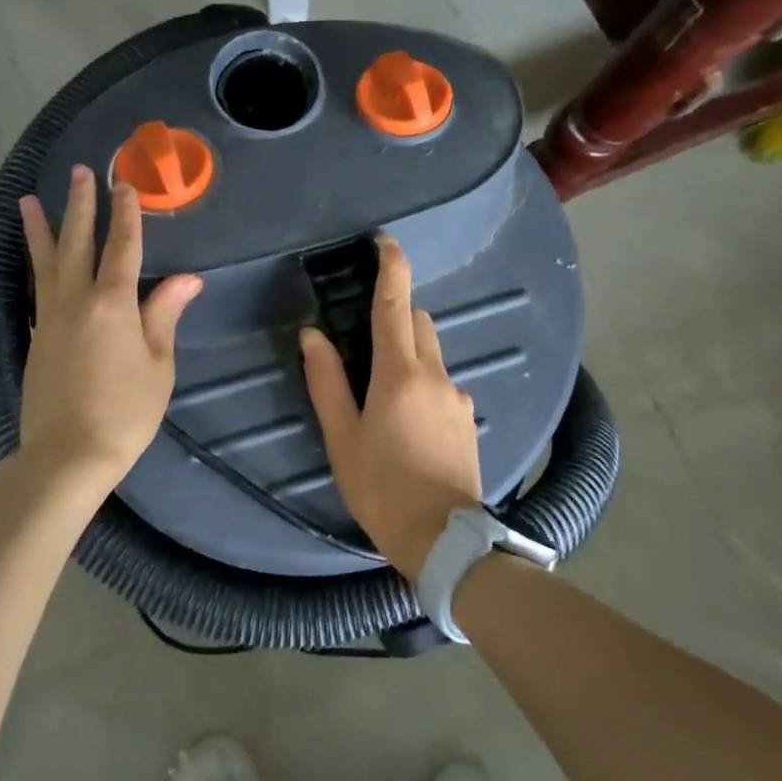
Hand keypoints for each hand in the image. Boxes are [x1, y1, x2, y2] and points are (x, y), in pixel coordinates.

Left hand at [18, 166, 202, 487]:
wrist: (68, 454)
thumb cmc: (125, 411)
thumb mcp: (158, 365)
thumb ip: (164, 315)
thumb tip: (187, 279)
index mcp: (112, 303)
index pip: (122, 247)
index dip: (126, 215)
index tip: (126, 185)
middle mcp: (76, 300)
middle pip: (77, 243)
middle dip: (80, 206)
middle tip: (80, 173)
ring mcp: (51, 318)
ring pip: (45, 262)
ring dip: (41, 228)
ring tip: (29, 200)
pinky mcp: (38, 337)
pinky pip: (37, 288)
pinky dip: (35, 265)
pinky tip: (35, 259)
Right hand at [300, 237, 481, 579]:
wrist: (443, 538)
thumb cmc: (381, 486)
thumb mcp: (342, 436)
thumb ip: (327, 381)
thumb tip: (313, 336)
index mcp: (400, 374)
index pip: (396, 306)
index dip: (392, 269)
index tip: (386, 242)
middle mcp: (436, 375)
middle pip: (419, 325)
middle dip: (397, 317)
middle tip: (365, 342)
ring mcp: (458, 397)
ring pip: (432, 356)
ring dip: (408, 355)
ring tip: (381, 395)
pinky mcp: (468, 419)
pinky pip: (442, 385)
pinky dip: (422, 384)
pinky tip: (406, 423)